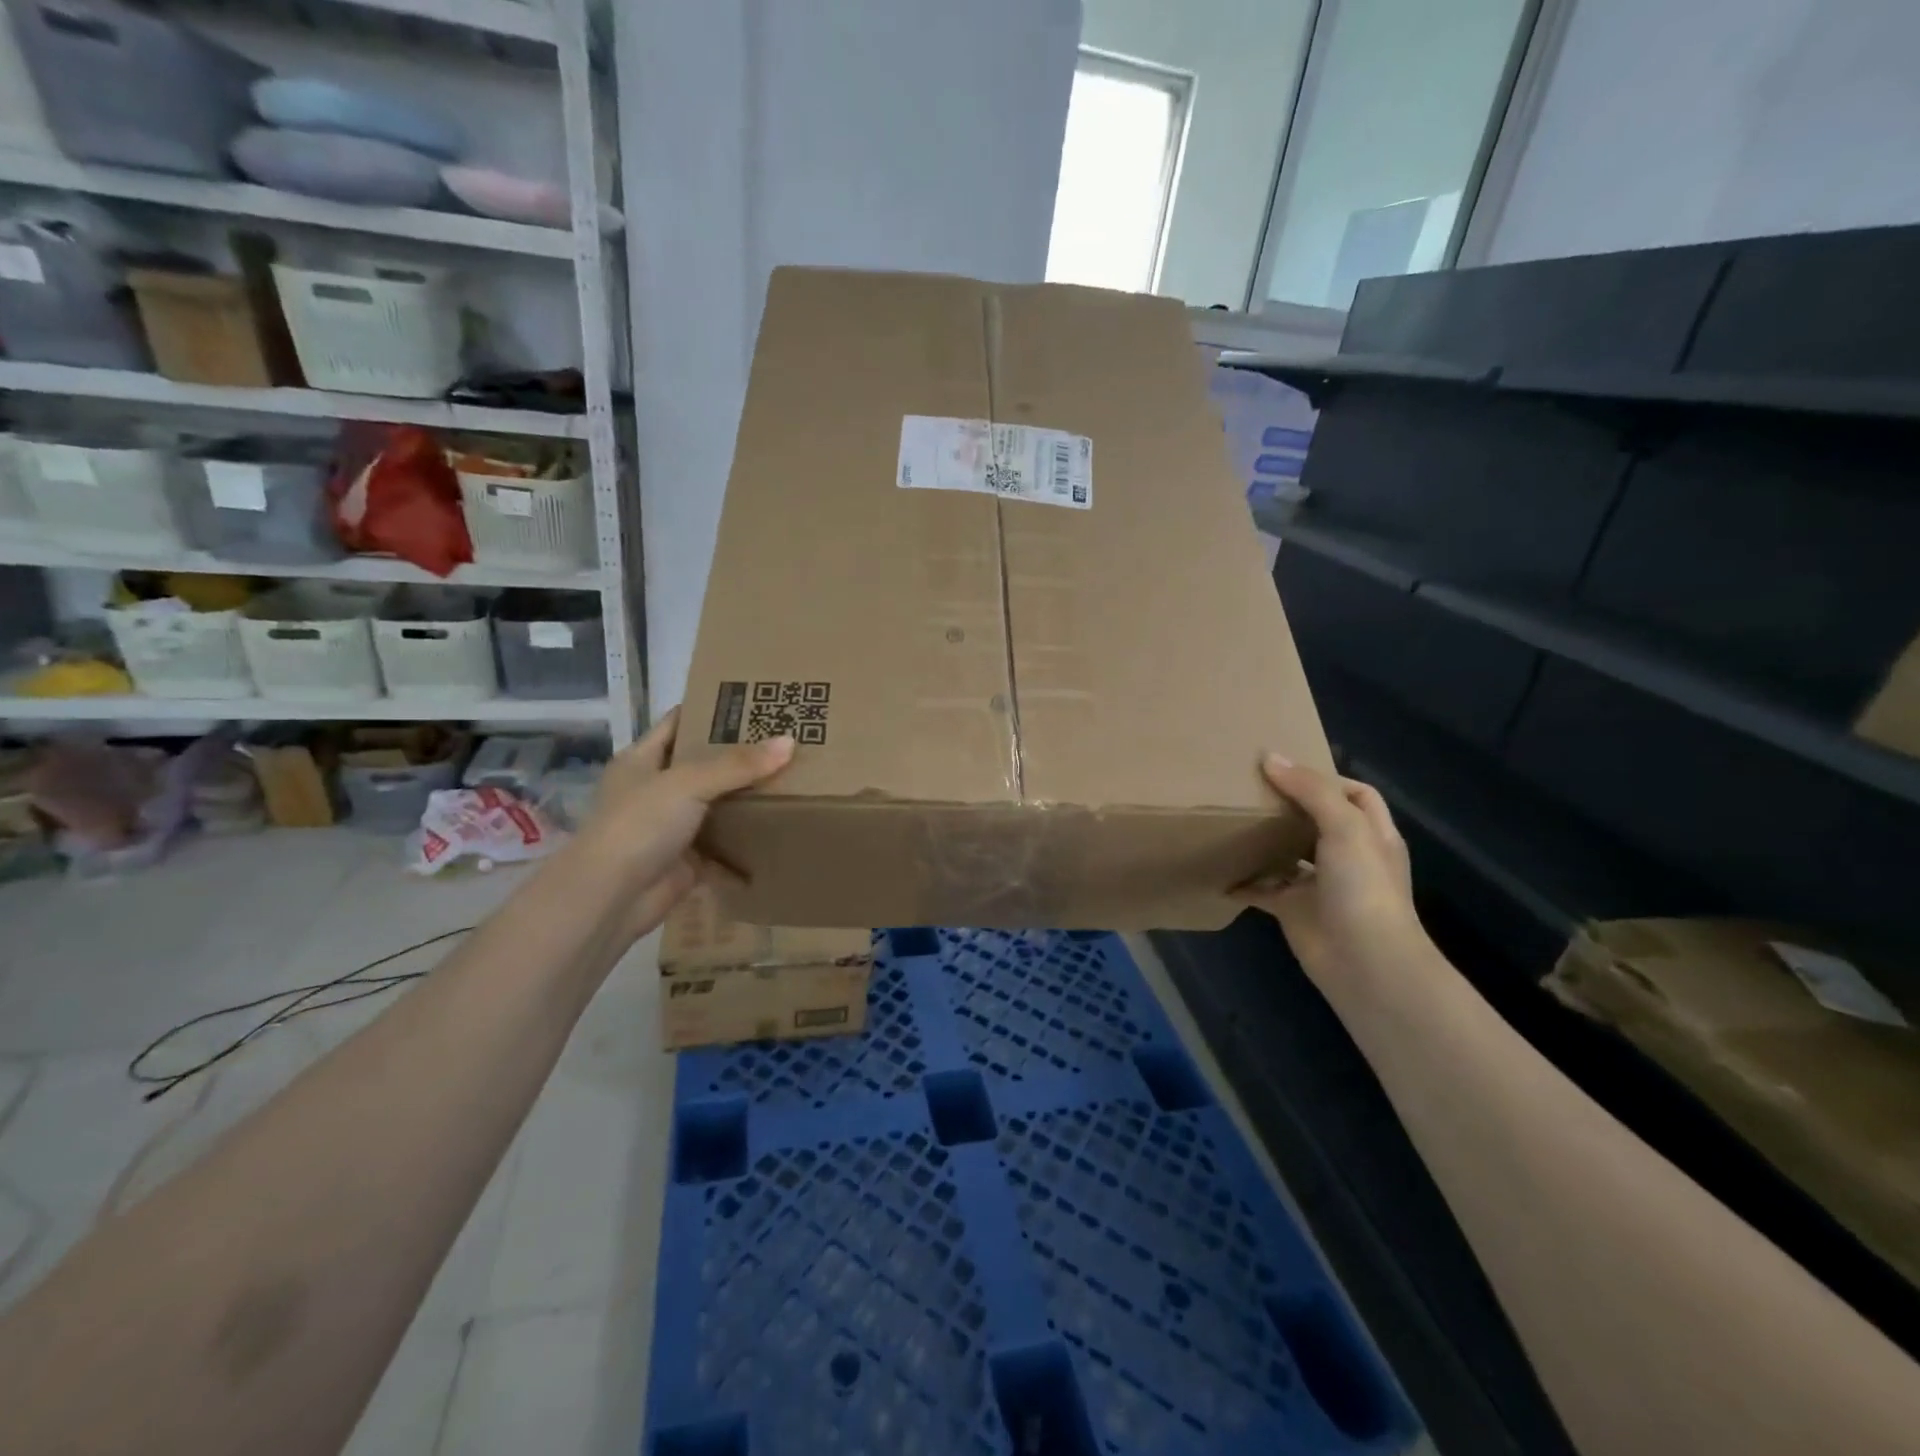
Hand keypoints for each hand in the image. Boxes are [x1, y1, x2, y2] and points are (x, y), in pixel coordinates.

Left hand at [565, 706, 793, 941]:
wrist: (609, 899)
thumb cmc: (639, 825)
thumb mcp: (688, 784)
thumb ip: (738, 765)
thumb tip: (790, 742)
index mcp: (642, 760)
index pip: (679, 723)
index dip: (711, 710)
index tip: (754, 702)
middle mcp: (655, 790)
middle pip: (703, 766)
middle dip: (740, 758)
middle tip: (785, 742)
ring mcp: (670, 828)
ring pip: (715, 808)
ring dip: (746, 803)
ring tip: (791, 784)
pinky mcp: (685, 863)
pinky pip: (722, 852)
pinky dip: (745, 851)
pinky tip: (779, 839)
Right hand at [1242, 754, 1430, 988]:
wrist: (1364, 962)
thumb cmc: (1364, 887)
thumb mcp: (1344, 827)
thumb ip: (1310, 790)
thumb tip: (1270, 758)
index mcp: (1371, 834)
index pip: (1355, 794)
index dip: (1327, 778)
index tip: (1286, 769)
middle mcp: (1347, 856)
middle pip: (1317, 820)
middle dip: (1288, 805)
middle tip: (1248, 788)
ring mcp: (1320, 885)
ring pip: (1288, 853)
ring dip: (1264, 840)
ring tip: (1230, 820)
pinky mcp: (1294, 909)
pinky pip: (1263, 889)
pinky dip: (1243, 881)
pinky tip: (1218, 869)